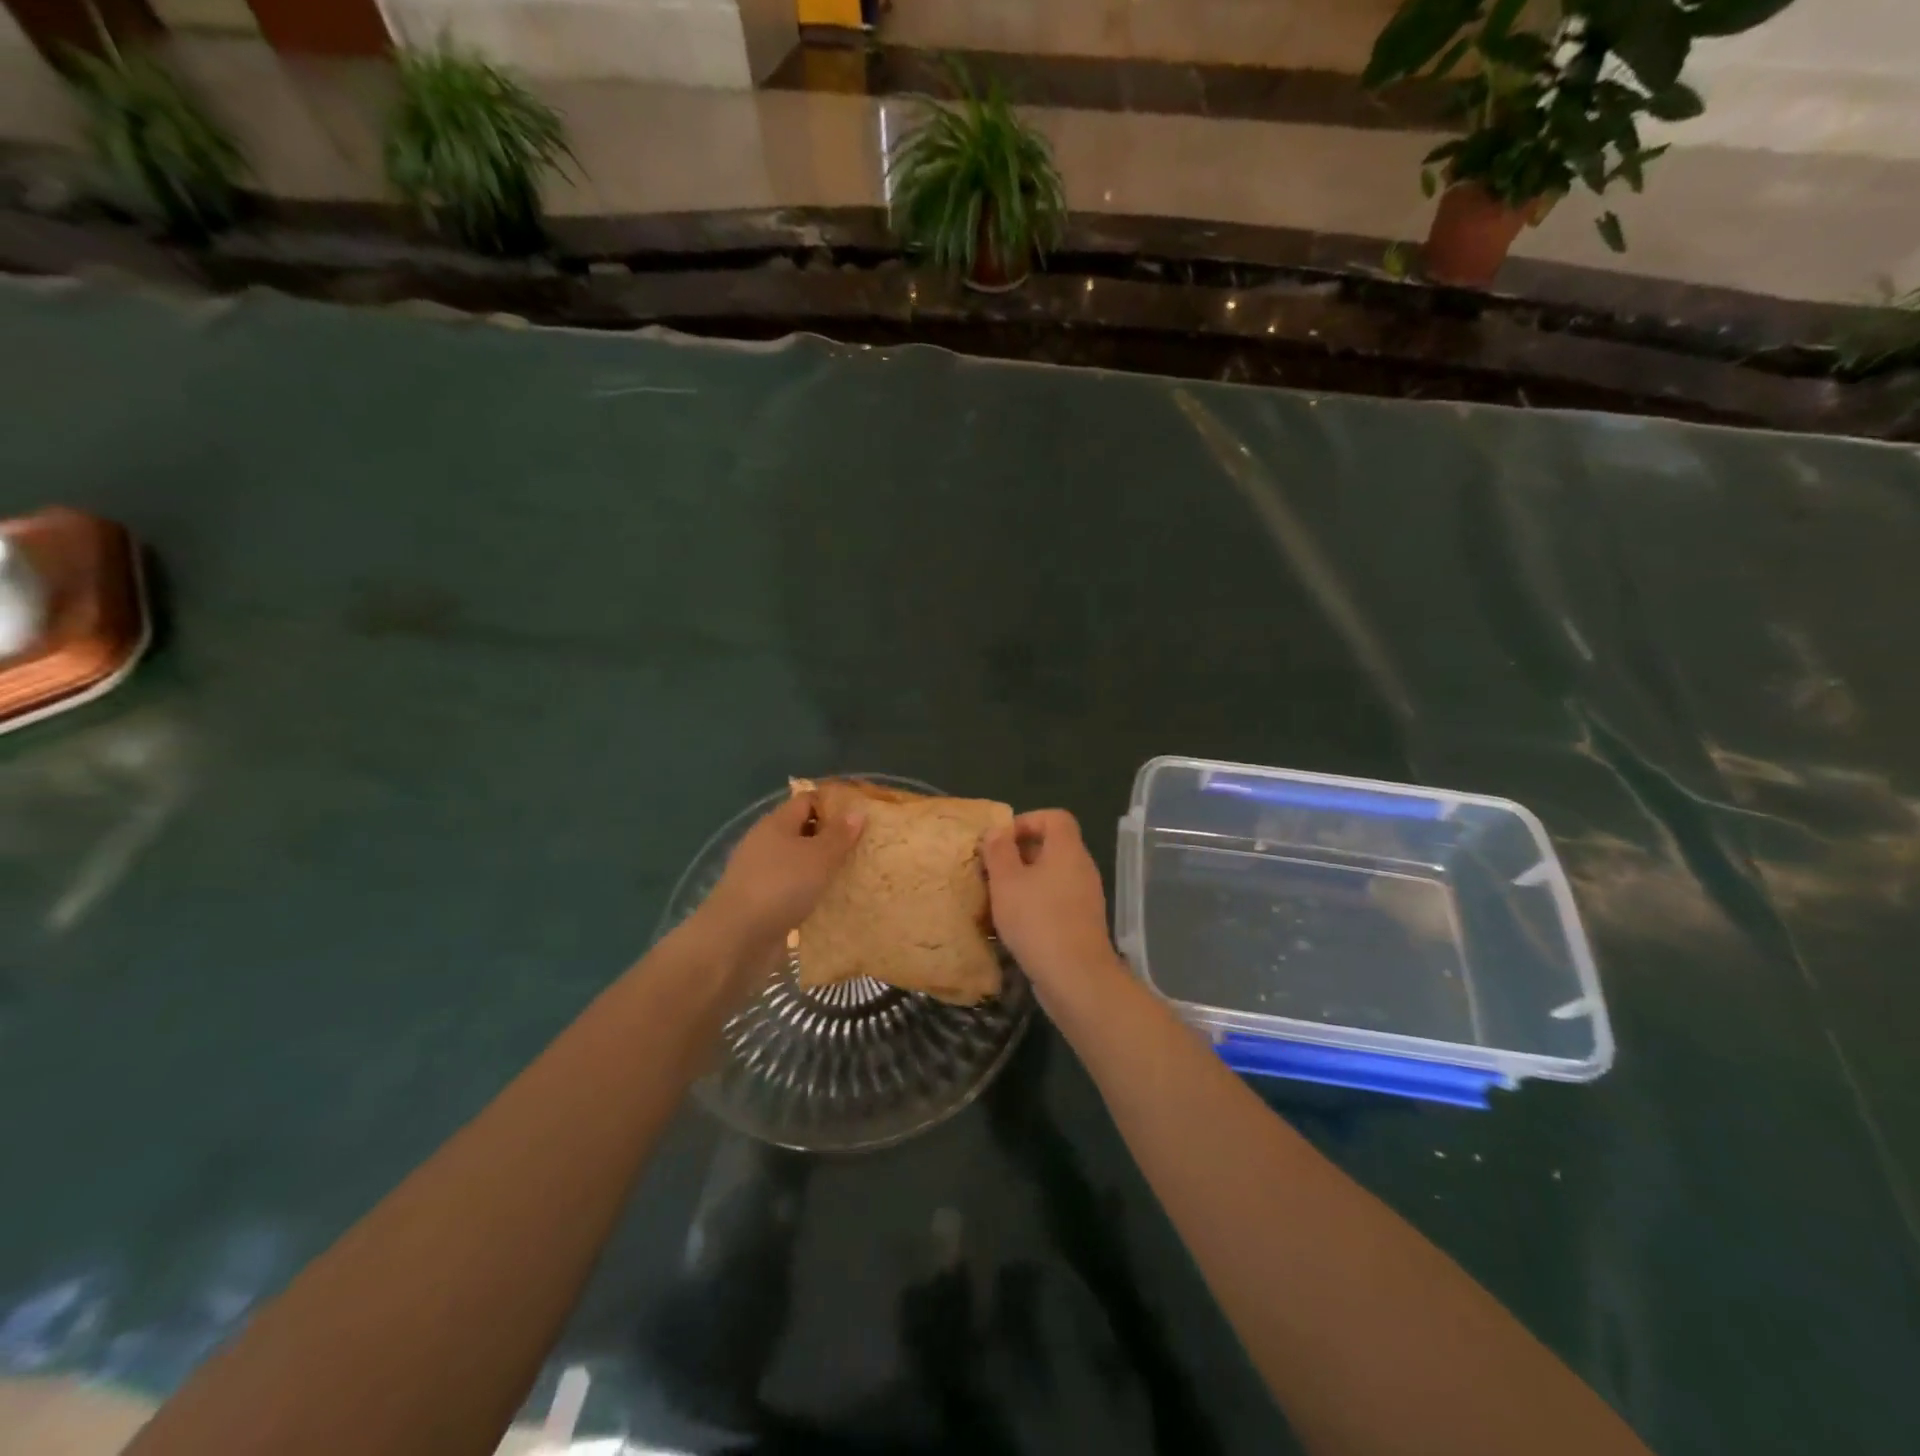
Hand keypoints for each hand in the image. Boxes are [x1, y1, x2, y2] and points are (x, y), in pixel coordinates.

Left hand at [696, 791, 863, 967]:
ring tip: (855, 873)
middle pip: (803, 830)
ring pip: (799, 862)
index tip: (862, 815)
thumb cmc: (781, 886)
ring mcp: (761, 873)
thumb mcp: (818, 856)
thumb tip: (857, 811)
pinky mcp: (762, 901)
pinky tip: (832, 901)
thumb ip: (839, 834)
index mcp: (776, 823)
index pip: (807, 800)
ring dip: (823, 867)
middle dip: (832, 837)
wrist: (737, 939)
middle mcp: (766, 843)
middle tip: (865, 846)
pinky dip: (812, 892)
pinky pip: (793, 888)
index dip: (834, 804)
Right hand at [981, 810, 1124, 1001]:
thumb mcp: (1007, 881)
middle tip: (992, 870)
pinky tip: (1013, 924)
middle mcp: (1082, 868)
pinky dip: (1035, 904)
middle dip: (1019, 854)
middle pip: (1052, 846)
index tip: (1001, 841)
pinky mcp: (1082, 923)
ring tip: (997, 898)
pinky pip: (1056, 900)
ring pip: (1052, 876)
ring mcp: (1085, 897)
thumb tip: (997, 831)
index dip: (1026, 821)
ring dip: (1024, 882)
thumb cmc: (1037, 920)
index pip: (1054, 817)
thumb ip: (999, 851)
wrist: (1076, 977)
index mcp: (1067, 850)